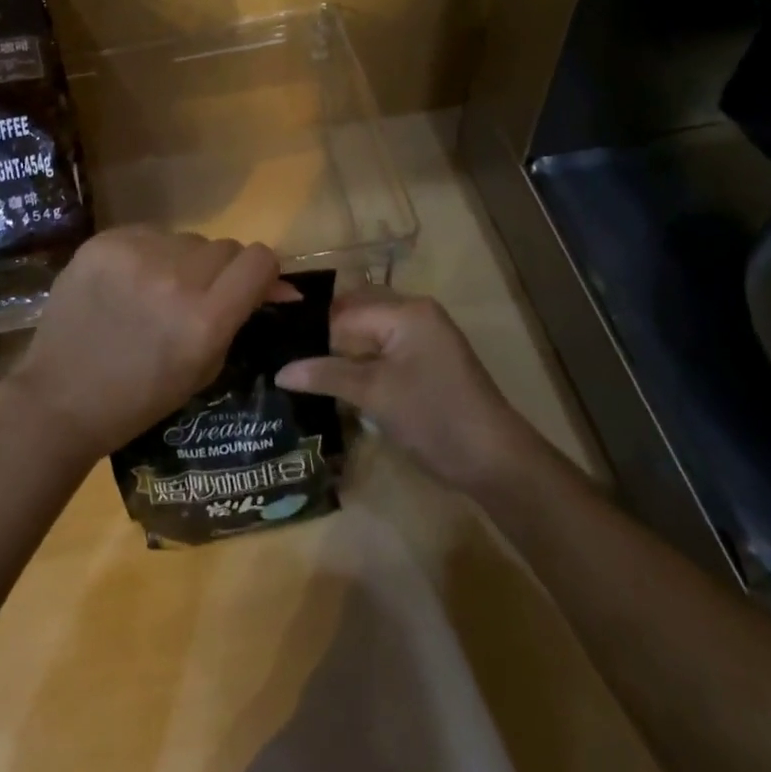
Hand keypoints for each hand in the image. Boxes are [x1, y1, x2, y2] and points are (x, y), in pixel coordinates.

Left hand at [0, 226, 289, 459]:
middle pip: (225, 246)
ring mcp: (136, 256)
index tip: (249, 286)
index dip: (261, 272)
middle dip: (220, 270)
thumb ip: (240, 317)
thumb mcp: (204, 366)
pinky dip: (147, 253)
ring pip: (186, 238)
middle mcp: (176, 279)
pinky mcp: (103, 243)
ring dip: (182, 260)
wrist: (60, 398)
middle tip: (195, 296)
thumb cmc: (140, 397)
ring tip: (154, 290)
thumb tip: (279, 284)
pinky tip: (126, 282)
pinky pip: (148, 233)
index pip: (259, 260)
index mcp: (205, 319)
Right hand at [276, 289, 540, 494]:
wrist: (494, 460)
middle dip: (324, 335)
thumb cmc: (434, 417)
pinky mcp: (426, 361)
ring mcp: (424, 337)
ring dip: (341, 350)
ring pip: (369, 333)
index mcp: (406, 311)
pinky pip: (383, 349)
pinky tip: (336, 379)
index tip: (277, 347)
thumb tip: (279, 371)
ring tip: (303, 368)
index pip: (344, 311)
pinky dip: (360, 361)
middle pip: (356, 314)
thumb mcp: (375, 394)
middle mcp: (415, 313)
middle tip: (285, 355)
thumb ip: (327, 375)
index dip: (312, 331)